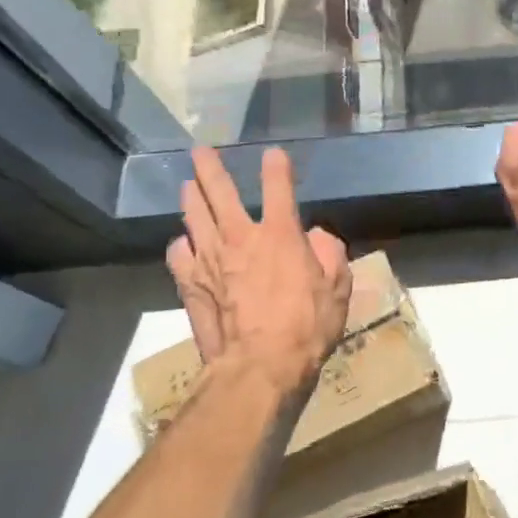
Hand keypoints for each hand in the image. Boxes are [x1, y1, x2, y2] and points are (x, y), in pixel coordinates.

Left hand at [165, 146, 352, 408]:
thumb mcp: (338, 288)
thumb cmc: (307, 327)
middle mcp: (241, 237)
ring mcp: (210, 259)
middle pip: (219, 191)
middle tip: (200, 151)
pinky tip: (184, 242)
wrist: (259, 366)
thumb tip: (316, 236)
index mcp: (280, 235)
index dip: (276, 167)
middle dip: (210, 167)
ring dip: (191, 196)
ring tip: (187, 185)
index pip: (278, 188)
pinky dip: (182, 243)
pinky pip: (179, 253)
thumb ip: (330, 254)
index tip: (273, 154)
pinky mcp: (190, 284)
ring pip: (193, 216)